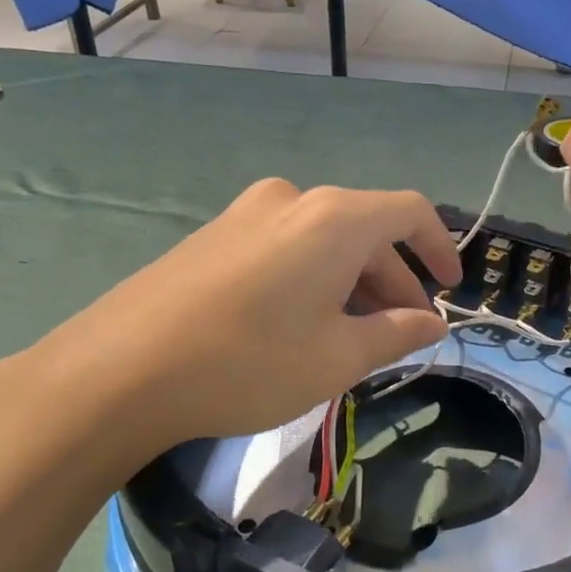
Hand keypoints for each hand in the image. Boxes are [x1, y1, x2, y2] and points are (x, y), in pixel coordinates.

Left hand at [4, 179, 461, 478]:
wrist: (118, 371)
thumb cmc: (249, 362)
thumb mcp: (338, 357)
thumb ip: (396, 333)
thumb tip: (432, 323)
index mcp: (334, 218)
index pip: (410, 212)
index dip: (440, 248)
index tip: (451, 288)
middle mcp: (293, 200)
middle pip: (366, 230)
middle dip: (394, 281)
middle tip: (401, 333)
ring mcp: (246, 214)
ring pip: (324, 242)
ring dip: (353, 283)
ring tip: (353, 338)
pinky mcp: (213, 236)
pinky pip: (285, 248)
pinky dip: (313, 280)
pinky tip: (301, 326)